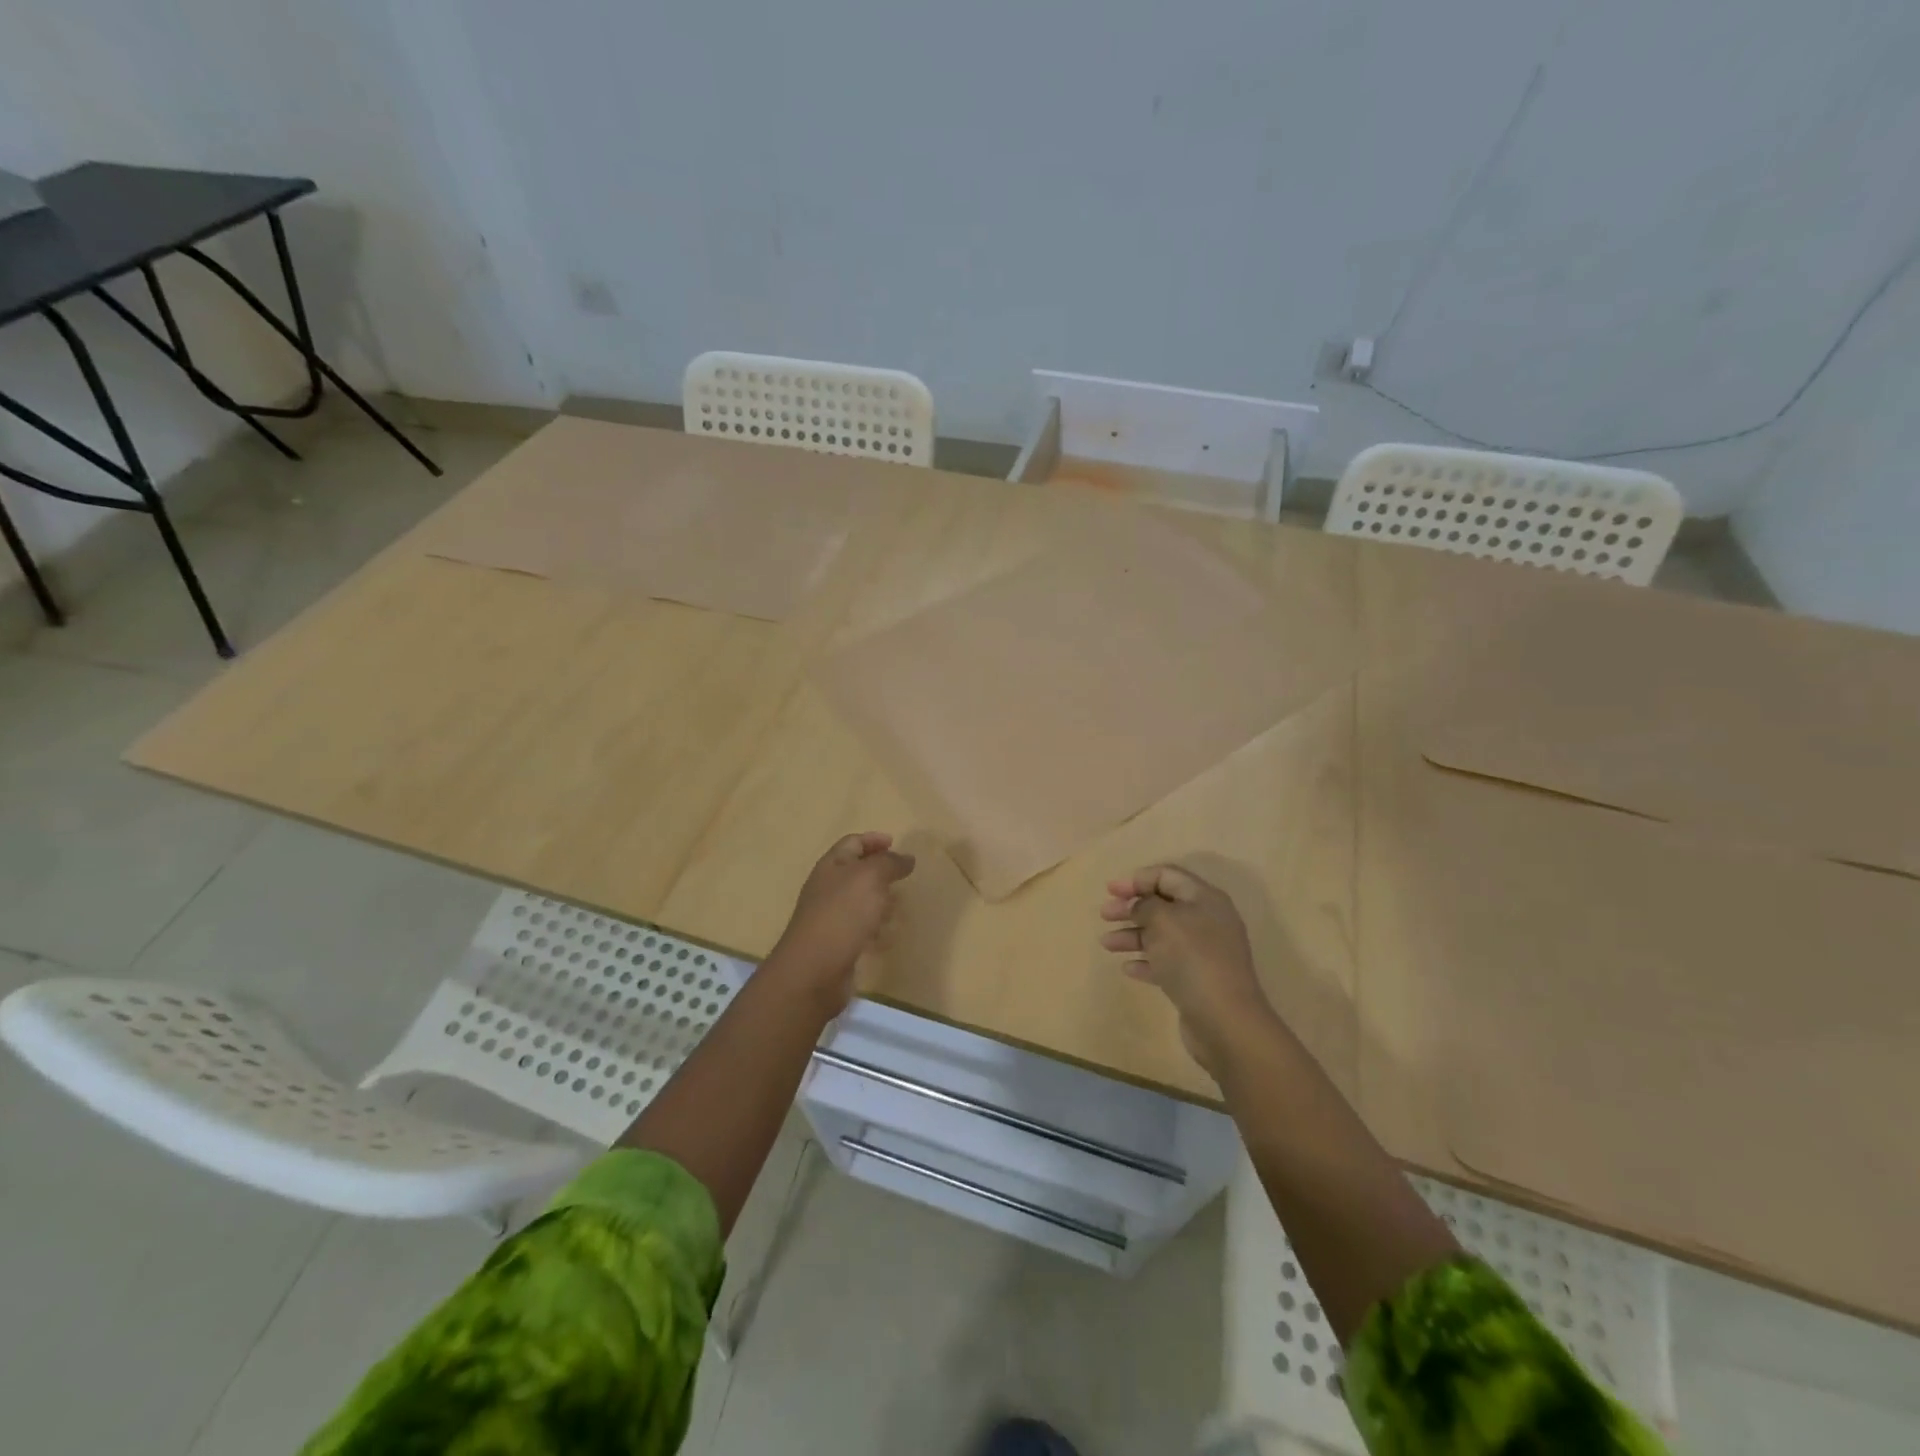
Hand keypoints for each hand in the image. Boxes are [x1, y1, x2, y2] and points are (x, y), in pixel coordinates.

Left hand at [768, 832, 915, 1014]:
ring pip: (860, 902)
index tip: (895, 843)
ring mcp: (830, 918)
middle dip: (880, 872)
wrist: (814, 970)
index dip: (873, 840)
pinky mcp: (837, 944)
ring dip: (880, 901)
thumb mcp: (870, 878)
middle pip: (855, 872)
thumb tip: (906, 858)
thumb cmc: (843, 914)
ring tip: (900, 907)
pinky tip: (888, 937)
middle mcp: (828, 889)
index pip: (852, 843)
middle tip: (903, 876)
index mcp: (831, 866)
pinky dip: (876, 929)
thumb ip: (890, 863)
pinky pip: (861, 929)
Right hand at [1100, 864, 1277, 1074]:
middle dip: (1131, 908)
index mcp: (1204, 899)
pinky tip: (1128, 968)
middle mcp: (1207, 921)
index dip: (1137, 879)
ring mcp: (1204, 953)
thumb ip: (1145, 906)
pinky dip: (1146, 962)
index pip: (1167, 876)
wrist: (1225, 1021)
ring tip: (1106, 944)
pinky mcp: (1198, 980)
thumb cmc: (1192, 959)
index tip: (1110, 890)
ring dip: (1133, 936)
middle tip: (1104, 915)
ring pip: (1162, 935)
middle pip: (1163, 905)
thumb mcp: (1163, 921)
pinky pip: (1167, 963)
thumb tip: (1138, 906)